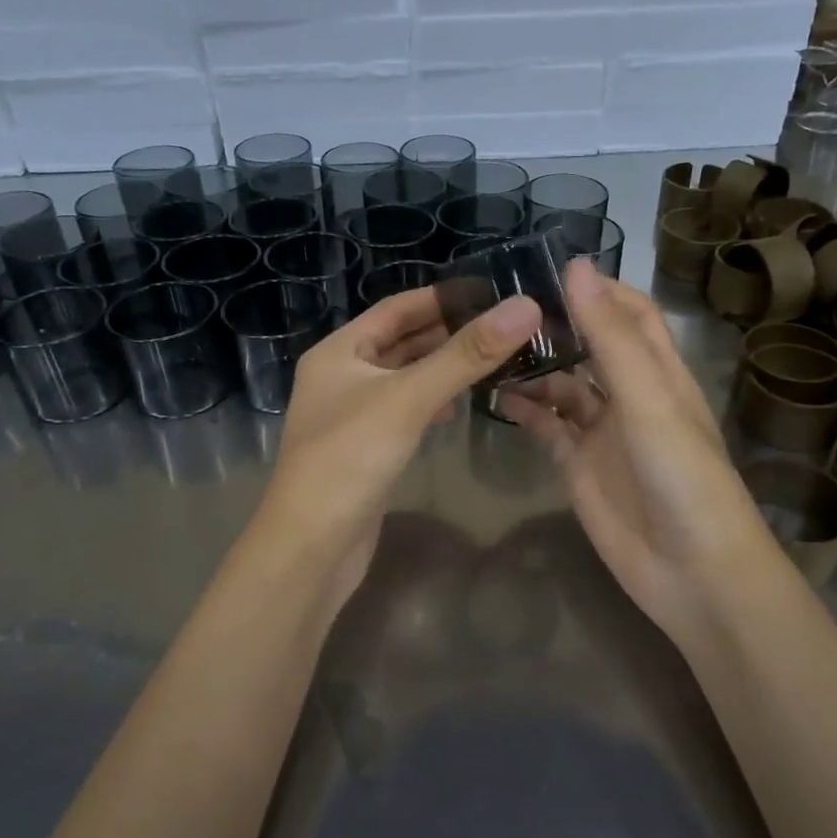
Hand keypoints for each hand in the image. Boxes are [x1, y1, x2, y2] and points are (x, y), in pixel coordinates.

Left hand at [260, 285, 543, 610]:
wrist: (312, 546)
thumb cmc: (350, 459)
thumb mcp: (409, 399)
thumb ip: (466, 355)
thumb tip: (525, 306)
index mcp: (339, 351)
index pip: (398, 308)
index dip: (443, 297)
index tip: (492, 291)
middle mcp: (342, 375)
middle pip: (402, 342)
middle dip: (450, 333)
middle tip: (505, 326)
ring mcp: (352, 414)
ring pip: (406, 378)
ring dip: (444, 368)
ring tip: (494, 359)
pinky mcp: (366, 448)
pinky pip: (405, 411)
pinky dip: (432, 402)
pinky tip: (458, 406)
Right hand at [499, 261, 779, 641]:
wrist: (691, 572)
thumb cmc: (681, 476)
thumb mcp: (648, 399)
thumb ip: (610, 337)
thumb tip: (576, 266)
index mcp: (659, 371)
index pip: (630, 313)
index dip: (597, 288)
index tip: (546, 268)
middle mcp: (630, 395)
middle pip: (590, 345)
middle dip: (555, 324)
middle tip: (501, 304)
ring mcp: (602, 432)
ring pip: (563, 385)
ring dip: (534, 366)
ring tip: (490, 347)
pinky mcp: (578, 465)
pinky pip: (547, 427)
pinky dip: (525, 410)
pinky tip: (494, 395)